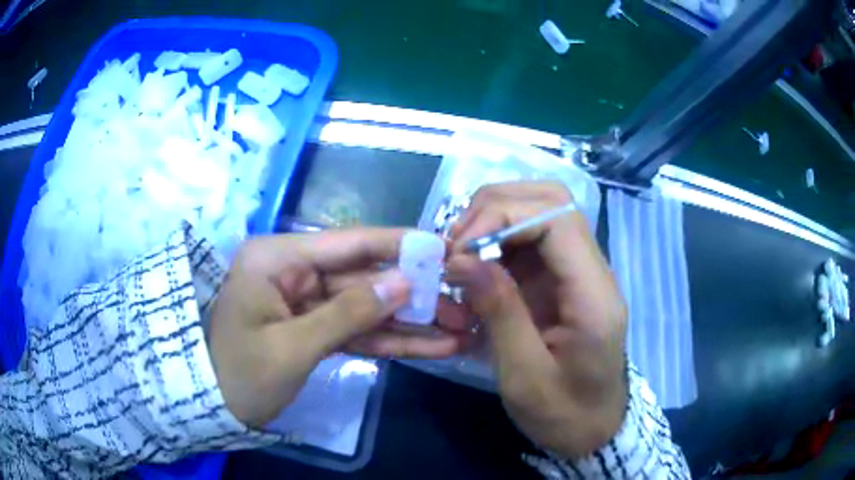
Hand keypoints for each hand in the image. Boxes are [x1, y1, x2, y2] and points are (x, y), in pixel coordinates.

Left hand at [208, 228, 464, 427]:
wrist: (216, 408)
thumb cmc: (241, 374)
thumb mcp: (293, 347)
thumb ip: (349, 313)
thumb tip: (405, 281)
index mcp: (277, 258)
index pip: (347, 243)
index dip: (397, 245)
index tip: (443, 248)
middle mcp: (294, 272)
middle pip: (364, 277)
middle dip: (413, 294)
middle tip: (462, 302)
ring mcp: (306, 302)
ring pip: (367, 307)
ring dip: (410, 322)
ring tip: (459, 329)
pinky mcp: (314, 329)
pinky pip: (357, 331)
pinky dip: (391, 341)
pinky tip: (431, 347)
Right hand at [444, 181, 626, 457]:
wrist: (594, 429)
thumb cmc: (564, 413)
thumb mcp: (524, 375)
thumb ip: (499, 312)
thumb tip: (461, 258)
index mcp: (593, 295)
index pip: (557, 219)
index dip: (504, 217)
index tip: (460, 249)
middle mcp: (592, 271)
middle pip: (552, 200)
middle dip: (497, 208)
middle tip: (456, 244)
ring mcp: (579, 272)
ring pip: (541, 212)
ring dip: (495, 220)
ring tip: (460, 253)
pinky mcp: (564, 280)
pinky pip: (531, 240)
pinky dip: (497, 242)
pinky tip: (475, 266)